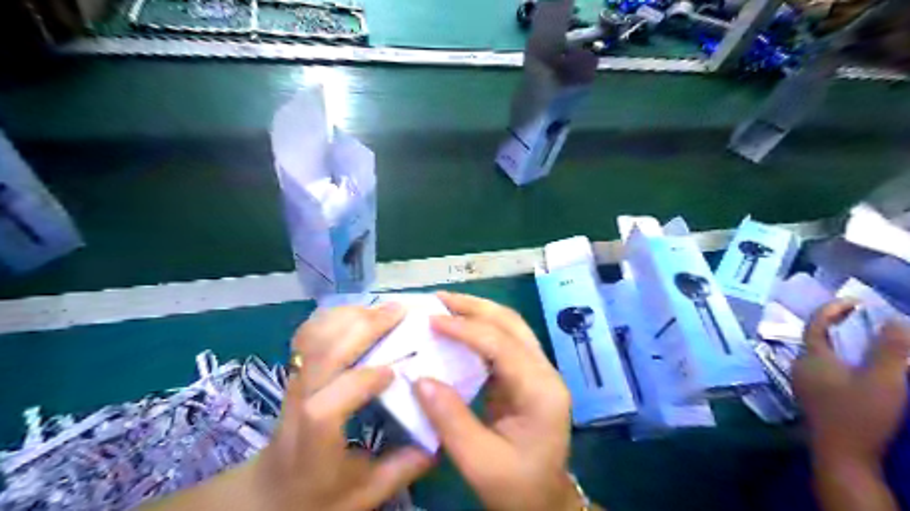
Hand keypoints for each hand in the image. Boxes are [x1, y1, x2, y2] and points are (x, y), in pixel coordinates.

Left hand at [249, 303, 435, 509]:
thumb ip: (402, 469)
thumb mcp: (363, 495)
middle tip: (400, 312)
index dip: (363, 381)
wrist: (266, 492)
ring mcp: (294, 382)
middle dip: (364, 327)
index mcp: (314, 440)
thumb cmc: (315, 497)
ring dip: (350, 316)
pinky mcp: (296, 371)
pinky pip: (308, 334)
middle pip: (323, 355)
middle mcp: (300, 403)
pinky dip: (332, 317)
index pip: (328, 404)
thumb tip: (439, 438)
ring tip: (382, 309)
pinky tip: (357, 313)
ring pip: (314, 337)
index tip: (396, 372)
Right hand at [413, 291, 575, 510]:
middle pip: (511, 324)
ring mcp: (538, 371)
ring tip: (445, 304)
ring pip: (510, 327)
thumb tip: (419, 378)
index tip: (431, 320)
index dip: (466, 329)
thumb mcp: (480, 463)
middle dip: (474, 306)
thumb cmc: (517, 487)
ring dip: (478, 311)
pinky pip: (504, 341)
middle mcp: (545, 372)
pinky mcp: (526, 375)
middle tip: (438, 299)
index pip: (502, 345)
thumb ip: (450, 420)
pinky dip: (480, 328)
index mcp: (540, 391)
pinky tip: (458, 327)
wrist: (544, 502)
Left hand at [789, 299, 908, 466]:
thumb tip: (896, 319)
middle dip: (836, 326)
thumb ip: (889, 350)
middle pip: (815, 339)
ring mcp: (803, 383)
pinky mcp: (811, 398)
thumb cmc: (861, 415)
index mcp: (811, 358)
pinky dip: (838, 361)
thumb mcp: (883, 381)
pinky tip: (855, 369)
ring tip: (863, 342)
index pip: (815, 324)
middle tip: (862, 320)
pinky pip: (822, 369)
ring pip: (818, 355)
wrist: (843, 456)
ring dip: (839, 345)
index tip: (853, 301)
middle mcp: (800, 367)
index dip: (832, 310)